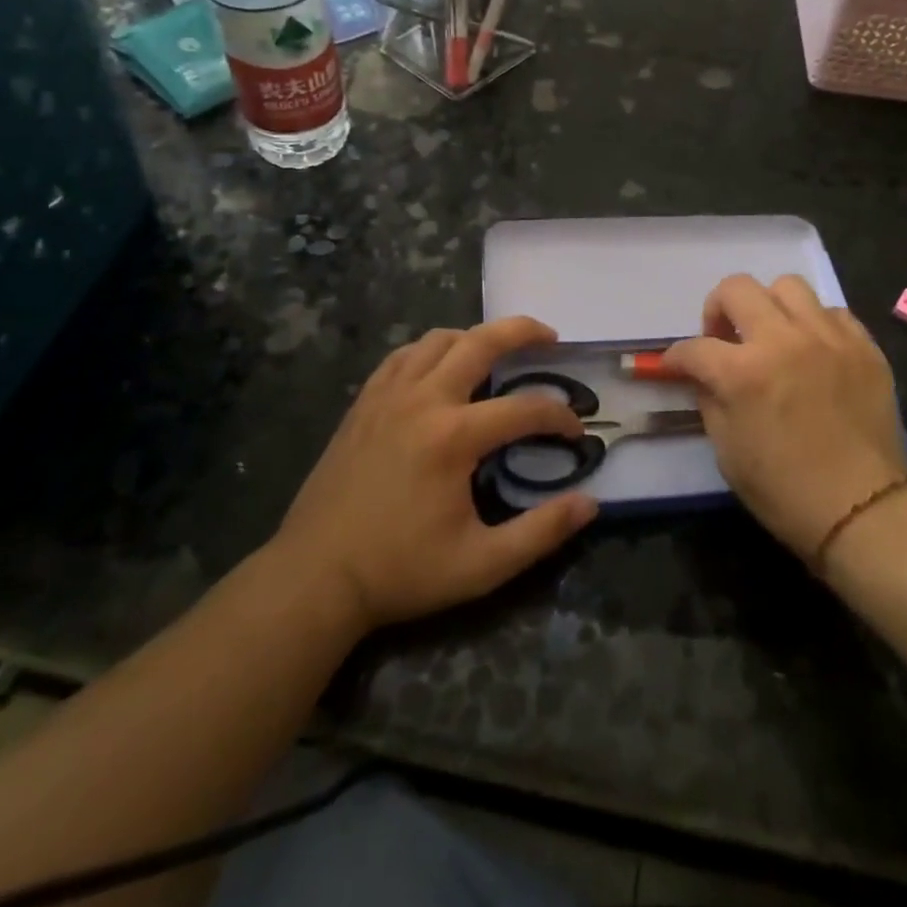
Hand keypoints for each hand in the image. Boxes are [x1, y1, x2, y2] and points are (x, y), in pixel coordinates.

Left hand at [271, 317, 598, 632]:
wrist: (316, 575)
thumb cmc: (402, 571)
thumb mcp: (481, 565)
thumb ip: (541, 532)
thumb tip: (590, 503)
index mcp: (453, 437)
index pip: (524, 409)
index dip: (559, 416)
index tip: (576, 432)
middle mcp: (422, 400)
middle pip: (480, 342)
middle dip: (522, 331)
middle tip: (550, 336)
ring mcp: (388, 395)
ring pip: (438, 339)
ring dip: (475, 336)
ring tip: (498, 351)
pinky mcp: (364, 402)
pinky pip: (403, 356)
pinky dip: (431, 349)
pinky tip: (440, 366)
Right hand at [663, 274, 906, 560]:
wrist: (863, 510)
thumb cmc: (785, 490)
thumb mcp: (727, 451)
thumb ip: (710, 400)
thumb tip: (705, 375)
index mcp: (743, 373)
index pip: (694, 347)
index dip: (677, 357)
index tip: (677, 365)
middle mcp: (784, 341)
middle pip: (737, 288)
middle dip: (718, 308)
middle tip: (724, 337)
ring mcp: (829, 338)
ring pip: (788, 286)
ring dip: (769, 306)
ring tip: (772, 335)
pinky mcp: (864, 346)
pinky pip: (832, 312)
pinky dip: (814, 324)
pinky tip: (813, 351)